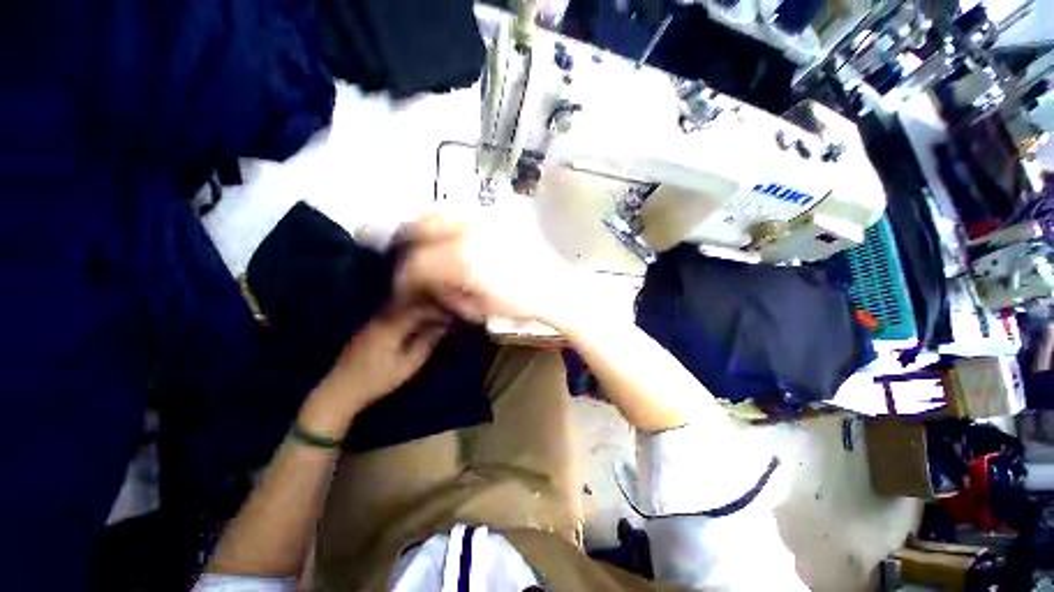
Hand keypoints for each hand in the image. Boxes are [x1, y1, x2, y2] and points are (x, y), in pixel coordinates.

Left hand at [299, 299, 449, 435]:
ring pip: (399, 307)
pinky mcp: (368, 327)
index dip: (436, 309)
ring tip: (433, 315)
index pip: (418, 309)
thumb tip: (442, 327)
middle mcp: (380, 318)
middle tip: (444, 312)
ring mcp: (372, 321)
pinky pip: (391, 313)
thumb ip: (426, 343)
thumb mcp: (408, 365)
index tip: (450, 313)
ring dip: (418, 308)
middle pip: (409, 303)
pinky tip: (414, 322)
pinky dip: (407, 314)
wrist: (340, 391)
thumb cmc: (378, 381)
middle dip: (428, 305)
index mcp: (391, 327)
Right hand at [393, 209, 581, 324]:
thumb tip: (425, 285)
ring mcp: (485, 218)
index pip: (418, 263)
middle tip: (405, 261)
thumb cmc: (520, 303)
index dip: (404, 277)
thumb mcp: (477, 308)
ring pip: (439, 214)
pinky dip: (445, 224)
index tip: (402, 286)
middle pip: (421, 227)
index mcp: (465, 260)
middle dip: (407, 244)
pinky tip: (448, 239)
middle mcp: (471, 230)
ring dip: (424, 231)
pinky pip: (460, 214)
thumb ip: (445, 293)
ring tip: (423, 247)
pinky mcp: (496, 215)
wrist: (554, 286)